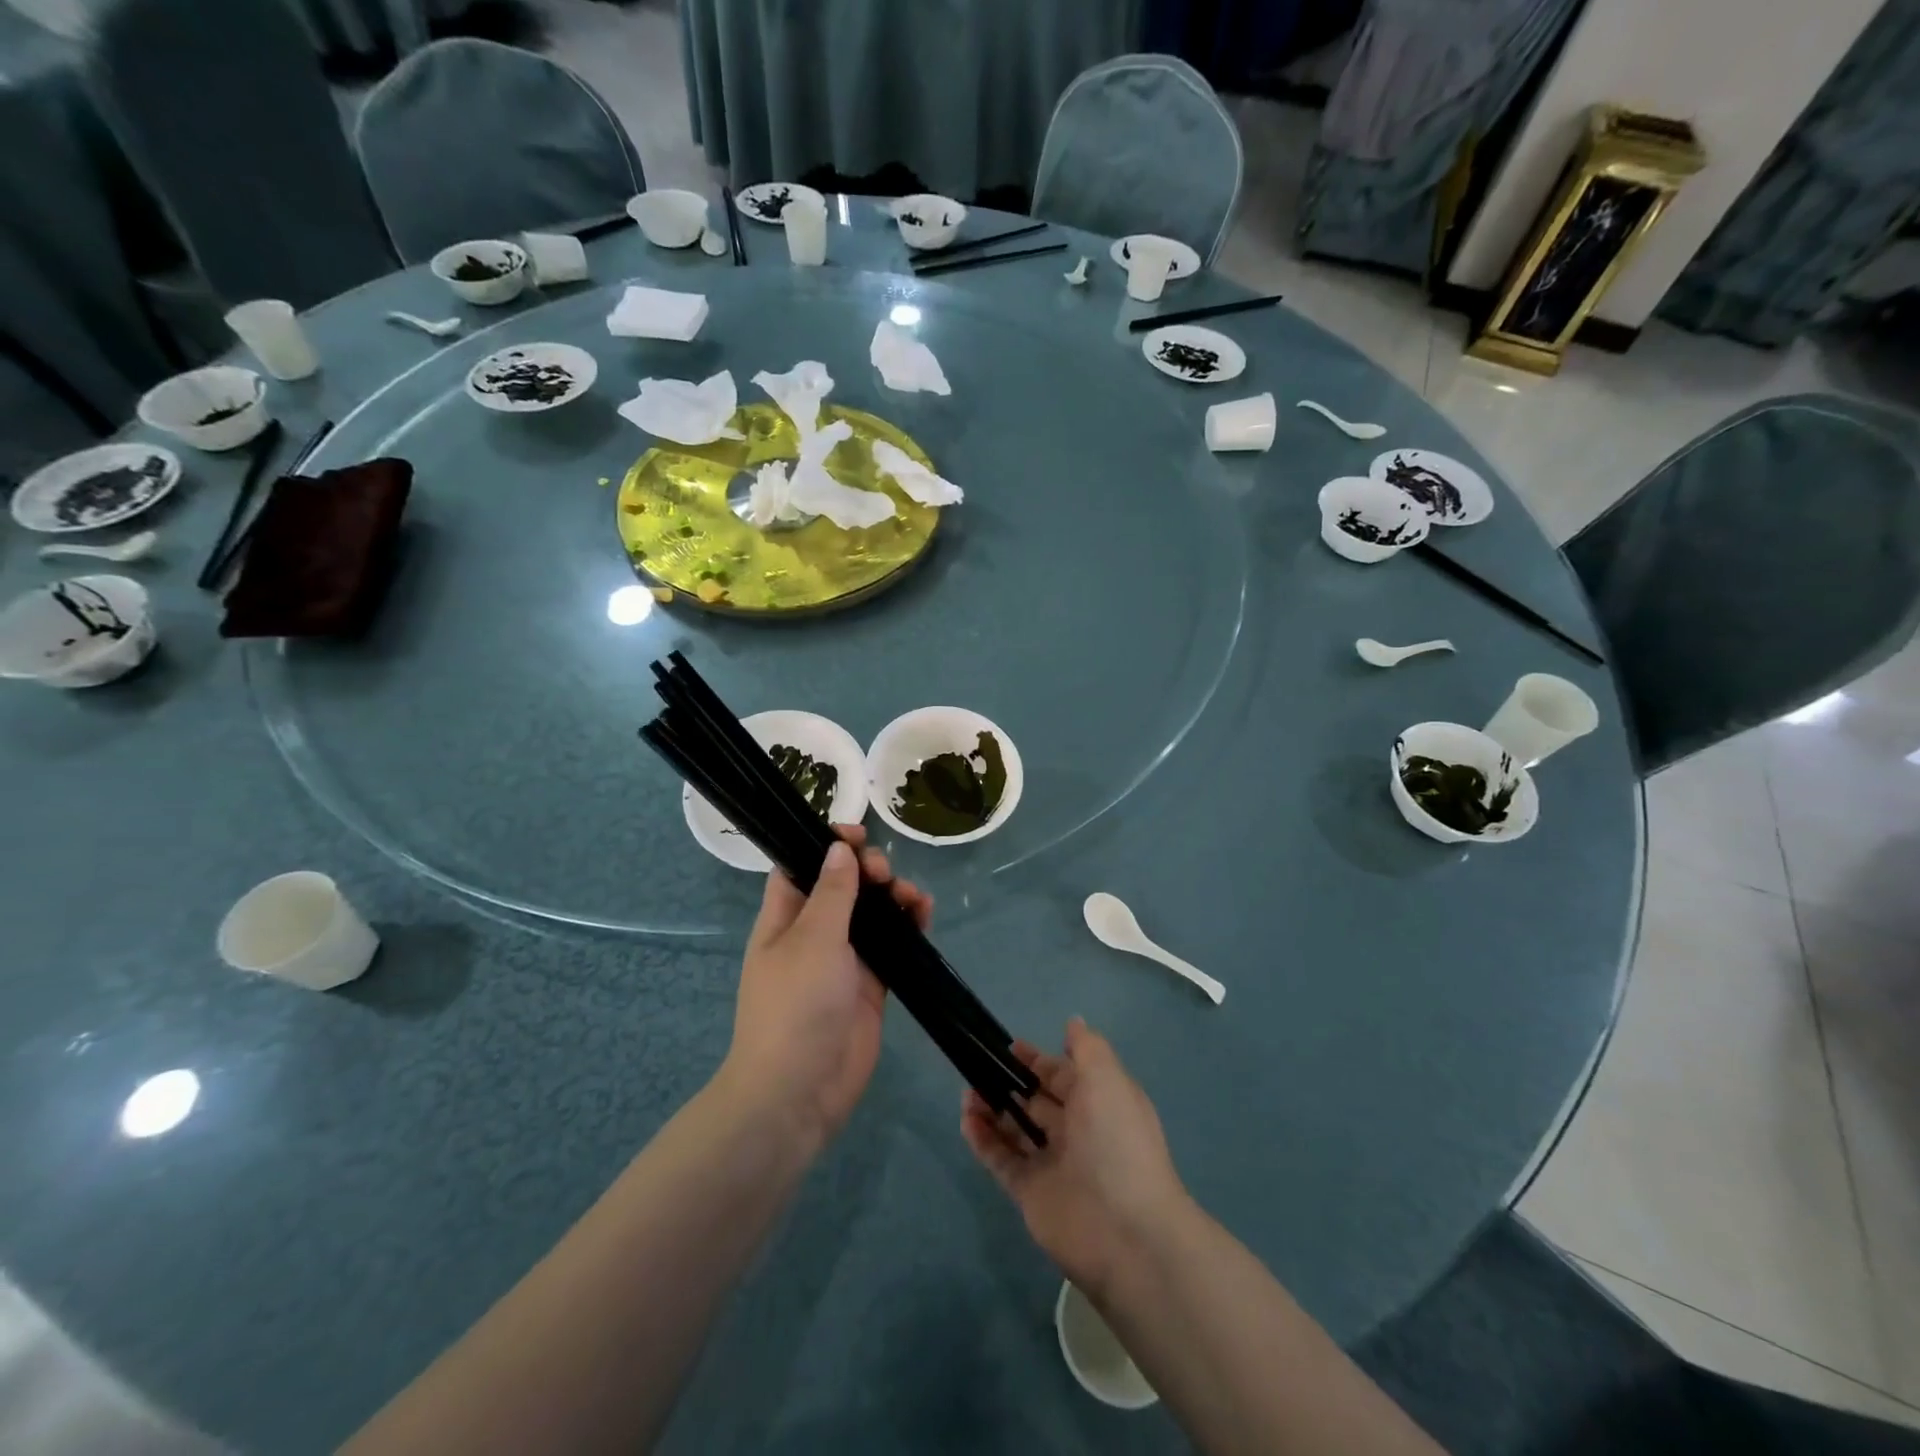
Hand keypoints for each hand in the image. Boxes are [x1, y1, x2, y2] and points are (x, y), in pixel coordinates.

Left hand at [721, 825, 931, 1153]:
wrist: (799, 1090)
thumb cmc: (795, 1005)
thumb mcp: (812, 939)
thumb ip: (832, 893)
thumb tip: (839, 850)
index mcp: (785, 918)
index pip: (801, 866)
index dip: (826, 844)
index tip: (856, 833)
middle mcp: (813, 934)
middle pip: (844, 886)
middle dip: (868, 870)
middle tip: (885, 875)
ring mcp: (844, 960)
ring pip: (873, 914)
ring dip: (893, 897)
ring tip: (913, 898)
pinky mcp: (871, 985)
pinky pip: (893, 945)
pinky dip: (909, 928)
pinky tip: (925, 915)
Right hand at [960, 1018, 1188, 1294]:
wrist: (1126, 1233)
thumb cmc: (1117, 1142)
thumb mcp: (1108, 1080)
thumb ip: (1087, 1048)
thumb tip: (1073, 1022)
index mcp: (1100, 1103)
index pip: (1064, 1076)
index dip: (1038, 1061)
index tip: (1008, 1048)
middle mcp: (1077, 1132)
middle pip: (1037, 1101)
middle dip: (1010, 1083)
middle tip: (978, 1067)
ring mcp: (1053, 1164)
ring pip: (1016, 1129)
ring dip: (992, 1109)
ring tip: (968, 1093)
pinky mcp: (1031, 1194)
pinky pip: (1003, 1160)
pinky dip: (984, 1140)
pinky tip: (966, 1120)